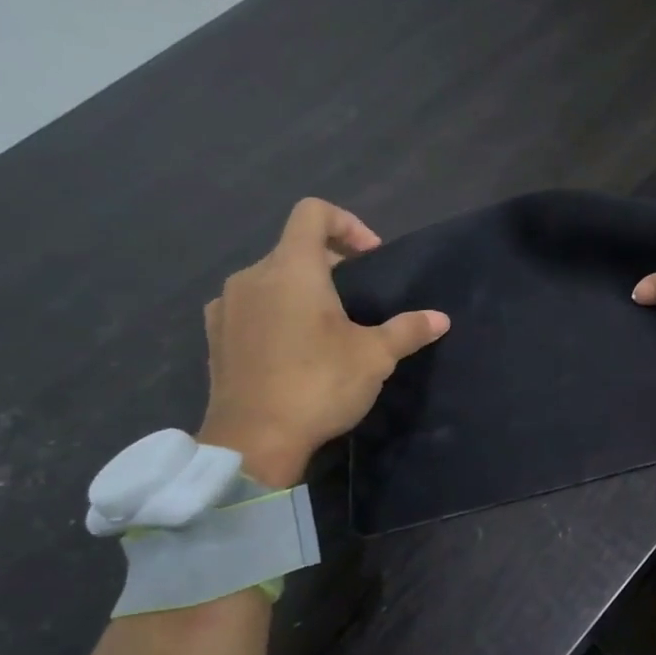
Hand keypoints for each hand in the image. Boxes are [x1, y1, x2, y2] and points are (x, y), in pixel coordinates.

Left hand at [197, 199, 447, 486]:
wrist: (252, 441)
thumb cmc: (318, 385)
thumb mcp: (375, 357)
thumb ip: (407, 330)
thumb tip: (441, 318)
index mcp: (292, 269)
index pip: (313, 212)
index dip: (347, 223)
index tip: (371, 258)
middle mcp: (252, 276)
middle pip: (294, 247)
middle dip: (330, 263)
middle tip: (358, 298)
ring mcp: (226, 306)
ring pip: (270, 279)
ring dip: (301, 290)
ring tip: (325, 327)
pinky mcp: (214, 337)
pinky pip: (249, 307)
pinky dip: (274, 313)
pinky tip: (291, 349)